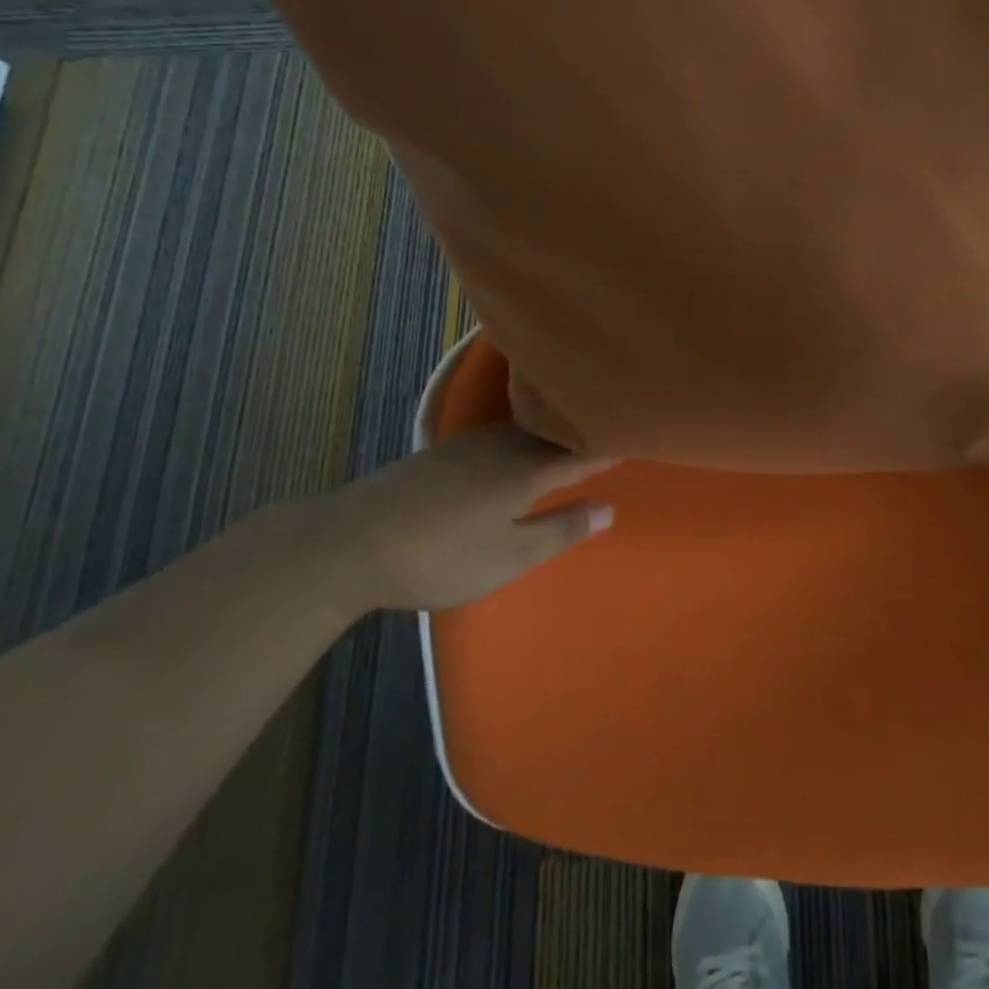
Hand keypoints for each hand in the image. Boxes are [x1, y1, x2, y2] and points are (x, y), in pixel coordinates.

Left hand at [301, 426, 617, 612]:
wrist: (349, 543)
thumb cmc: (440, 556)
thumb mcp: (508, 557)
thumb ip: (561, 531)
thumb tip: (609, 508)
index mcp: (527, 470)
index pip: (582, 452)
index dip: (610, 446)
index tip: (639, 434)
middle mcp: (504, 446)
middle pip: (555, 434)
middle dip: (584, 433)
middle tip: (612, 431)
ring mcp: (470, 444)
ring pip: (526, 431)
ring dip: (552, 433)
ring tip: (573, 436)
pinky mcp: (443, 452)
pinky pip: (501, 435)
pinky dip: (523, 437)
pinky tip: (517, 446)